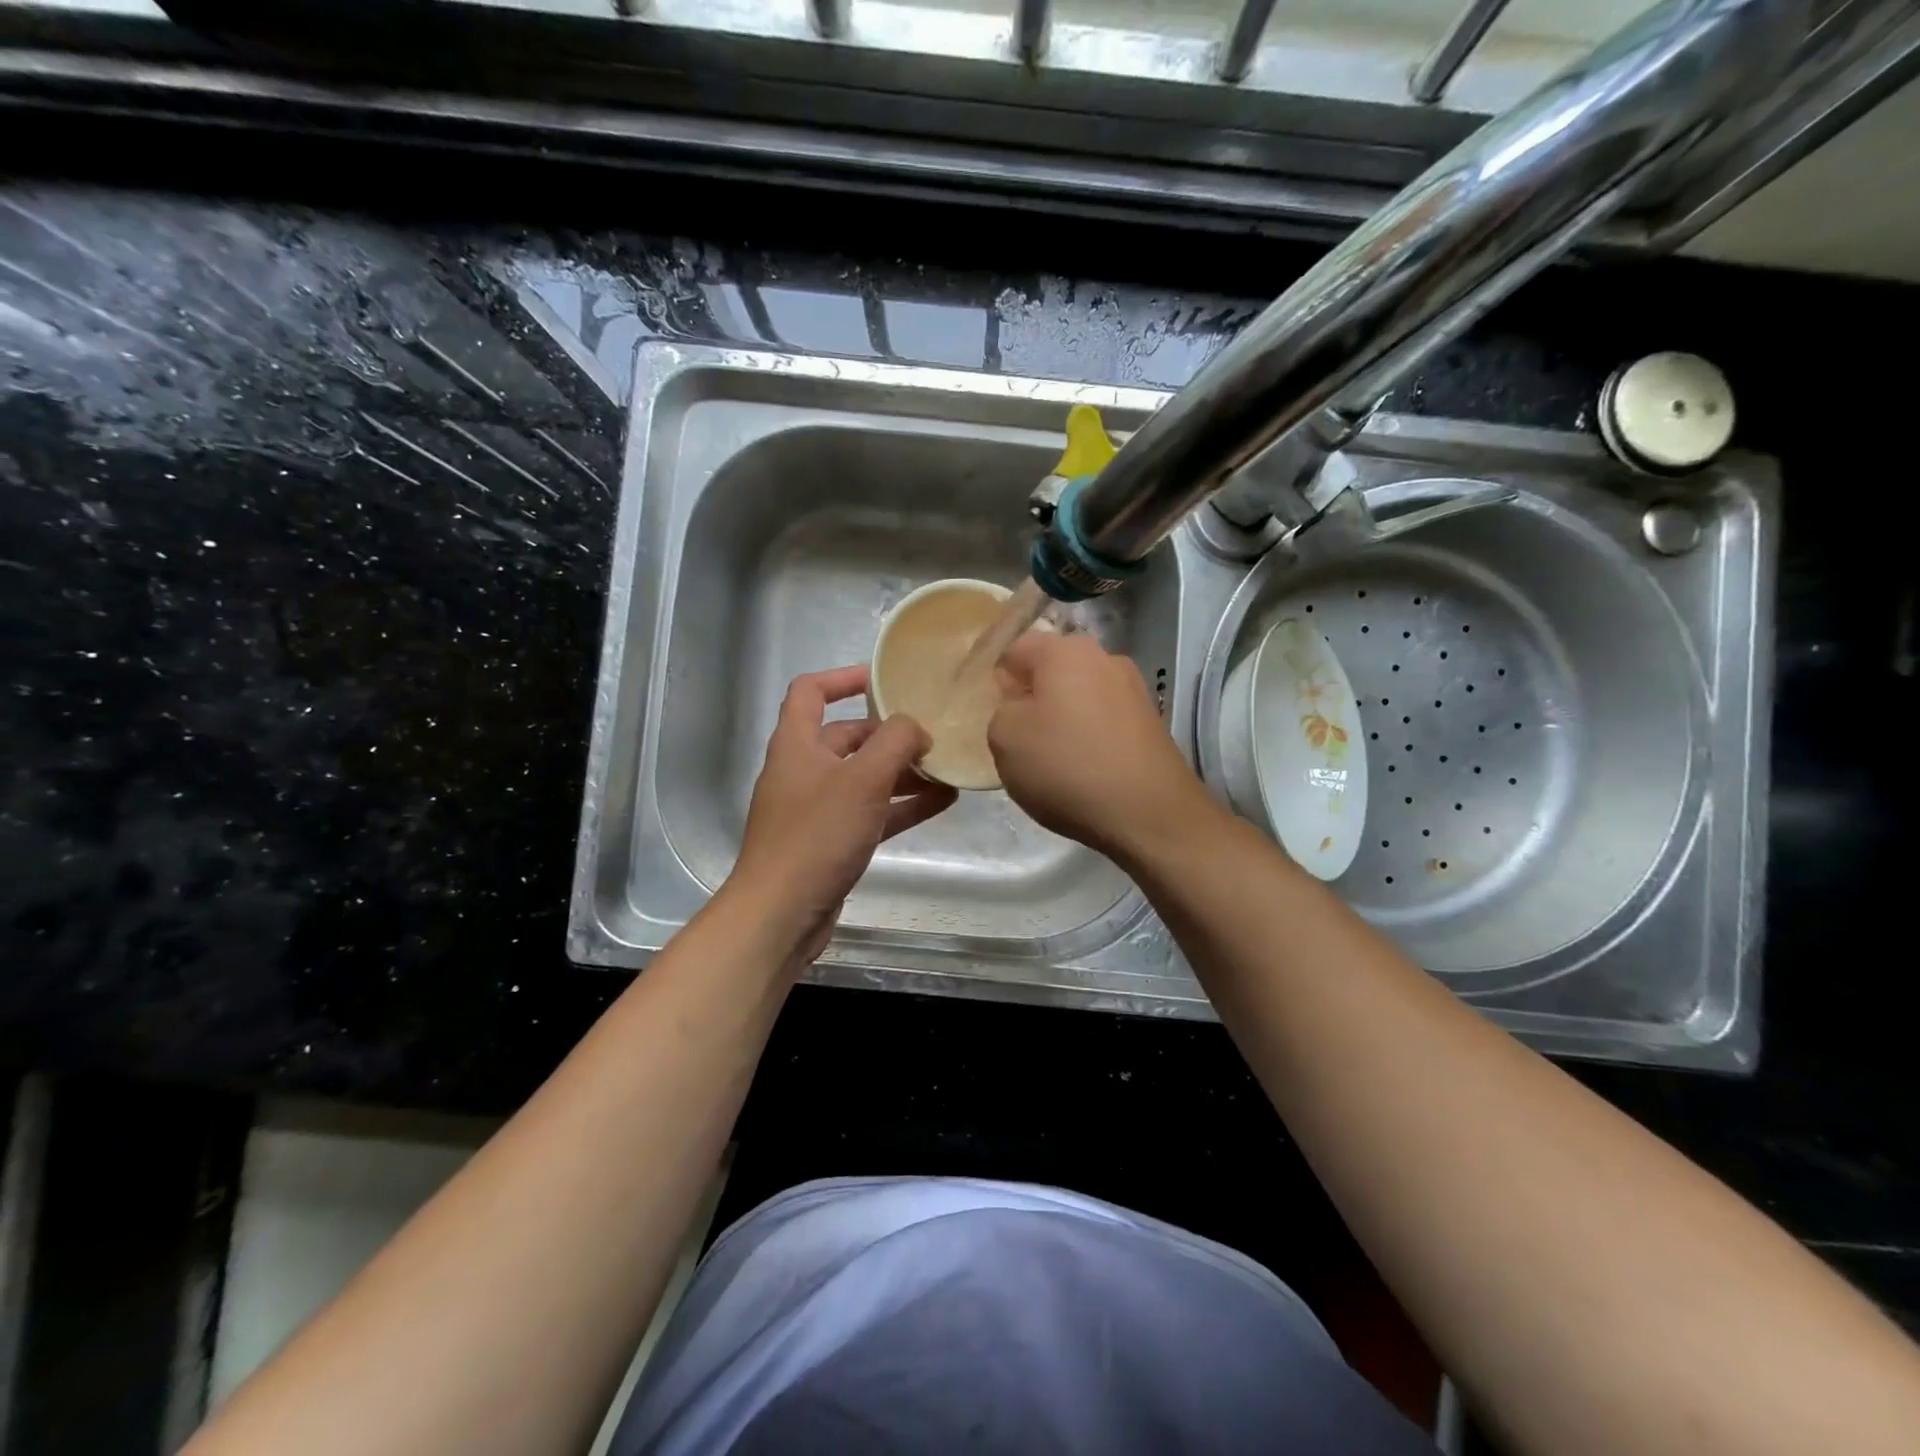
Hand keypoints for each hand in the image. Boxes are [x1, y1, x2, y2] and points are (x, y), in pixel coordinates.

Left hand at [728, 666, 956, 966]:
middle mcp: (802, 770)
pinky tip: (941, 803)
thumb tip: (916, 727)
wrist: (781, 913)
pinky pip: (870, 812)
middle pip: (847, 737)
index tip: (884, 678)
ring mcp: (815, 808)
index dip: (844, 677)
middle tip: (931, 734)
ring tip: (946, 769)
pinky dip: (901, 805)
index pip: (811, 691)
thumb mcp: (863, 779)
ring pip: (864, 777)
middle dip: (889, 734)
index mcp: (796, 744)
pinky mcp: (830, 842)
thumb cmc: (817, 835)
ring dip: (902, 772)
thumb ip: (895, 742)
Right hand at [989, 632, 1210, 862]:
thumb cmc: (1067, 766)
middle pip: (1052, 672)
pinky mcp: (1151, 722)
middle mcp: (1105, 658)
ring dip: (1063, 721)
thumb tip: (1020, 706)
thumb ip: (1001, 710)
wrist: (1149, 813)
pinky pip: (1104, 721)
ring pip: (1080, 697)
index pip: (1015, 650)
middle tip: (1020, 742)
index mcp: (1065, 650)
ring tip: (1054, 762)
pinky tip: (1085, 772)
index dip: (998, 682)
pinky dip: (1090, 739)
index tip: (993, 717)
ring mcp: (1134, 689)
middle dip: (1033, 700)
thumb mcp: (1004, 738)